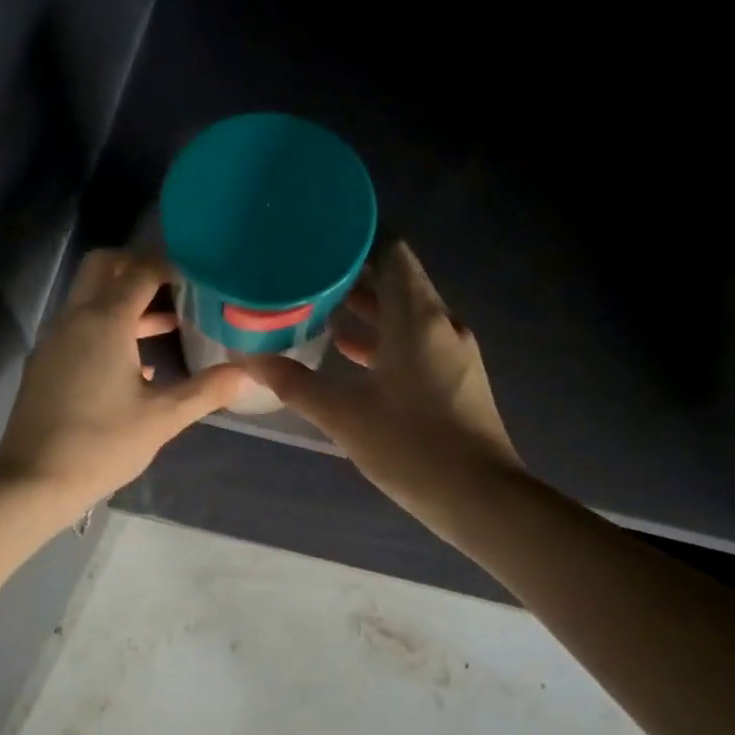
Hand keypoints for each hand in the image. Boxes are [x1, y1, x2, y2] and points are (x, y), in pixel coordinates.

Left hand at [0, 250, 244, 523]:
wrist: (33, 481)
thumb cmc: (102, 445)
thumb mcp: (162, 418)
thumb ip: (207, 390)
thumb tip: (249, 373)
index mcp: (105, 322)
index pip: (140, 271)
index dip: (171, 268)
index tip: (199, 280)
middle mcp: (75, 318)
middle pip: (104, 266)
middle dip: (139, 267)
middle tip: (175, 289)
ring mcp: (54, 339)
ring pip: (89, 297)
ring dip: (124, 300)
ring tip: (168, 324)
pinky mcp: (45, 363)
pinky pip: (79, 326)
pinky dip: (107, 325)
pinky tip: (136, 364)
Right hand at [241, 241, 523, 530]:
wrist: (481, 498)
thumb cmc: (412, 447)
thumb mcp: (345, 416)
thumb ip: (297, 385)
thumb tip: (253, 361)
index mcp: (417, 317)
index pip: (392, 251)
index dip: (358, 238)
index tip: (320, 236)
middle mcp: (441, 322)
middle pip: (397, 281)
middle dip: (353, 275)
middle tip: (307, 272)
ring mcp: (454, 351)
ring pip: (407, 314)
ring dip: (368, 310)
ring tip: (319, 309)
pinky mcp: (457, 377)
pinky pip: (417, 340)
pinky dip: (385, 338)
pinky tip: (351, 354)